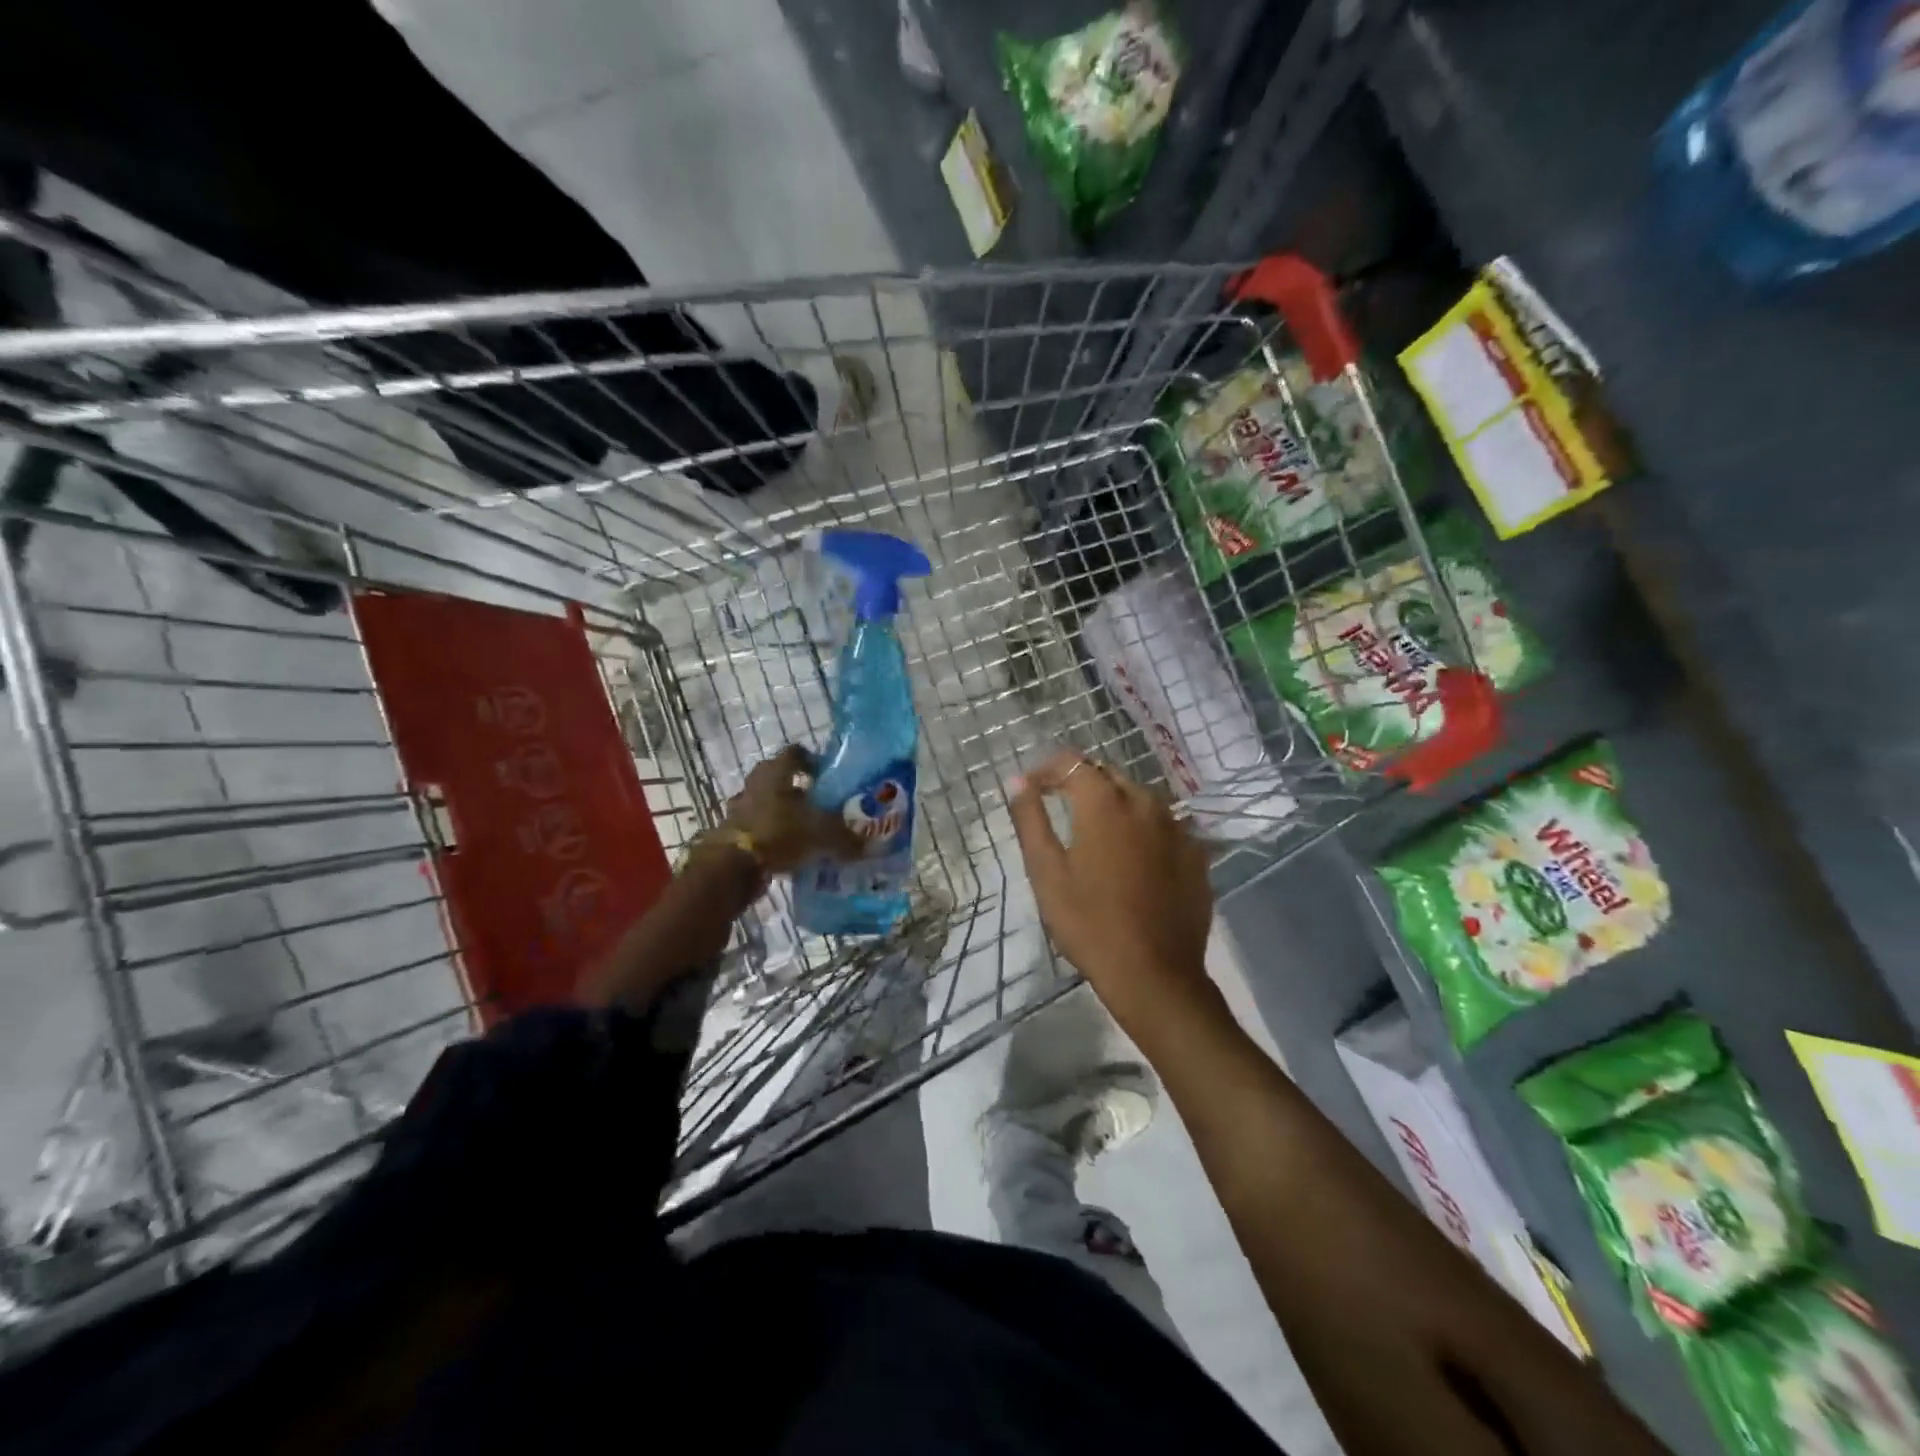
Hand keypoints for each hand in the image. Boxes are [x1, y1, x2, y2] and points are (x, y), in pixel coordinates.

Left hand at [721, 745, 862, 874]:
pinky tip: (789, 850)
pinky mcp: (732, 832)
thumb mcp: (822, 835)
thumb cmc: (779, 833)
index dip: (813, 760)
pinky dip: (772, 835)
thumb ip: (847, 839)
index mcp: (776, 772)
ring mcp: (740, 807)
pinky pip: (758, 827)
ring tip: (806, 829)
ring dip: (784, 812)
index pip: (795, 753)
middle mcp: (755, 783)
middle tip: (821, 803)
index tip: (829, 775)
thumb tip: (875, 846)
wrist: (732, 866)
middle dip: (800, 789)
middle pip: (779, 778)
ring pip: (767, 803)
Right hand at [1008, 751, 1214, 1031]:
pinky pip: (1164, 825)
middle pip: (1108, 775)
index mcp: (1105, 803)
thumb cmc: (1089, 923)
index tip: (1030, 789)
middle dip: (1080, 782)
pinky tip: (1132, 857)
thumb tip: (1018, 781)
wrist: (1154, 974)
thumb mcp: (1046, 872)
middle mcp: (1146, 803)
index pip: (1072, 762)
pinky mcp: (1196, 854)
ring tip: (1094, 832)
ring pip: (1139, 798)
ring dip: (1113, 803)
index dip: (1047, 769)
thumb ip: (1030, 819)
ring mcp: (1178, 828)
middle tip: (1057, 806)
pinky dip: (1143, 828)